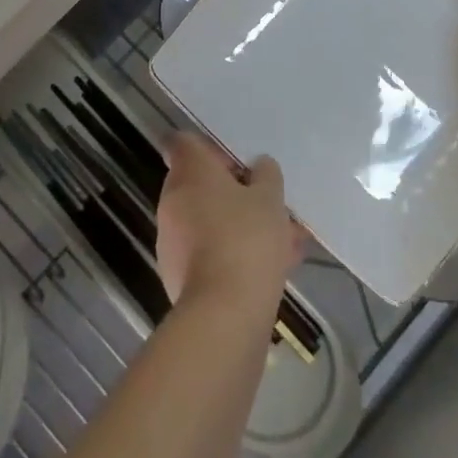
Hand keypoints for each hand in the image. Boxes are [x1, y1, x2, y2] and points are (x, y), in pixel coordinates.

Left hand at [155, 132, 301, 316]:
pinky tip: (274, 267)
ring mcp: (172, 240)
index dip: (209, 148)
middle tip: (269, 203)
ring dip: (239, 225)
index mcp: (189, 173)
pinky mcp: (178, 276)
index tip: (236, 163)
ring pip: (209, 221)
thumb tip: (259, 167)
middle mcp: (172, 201)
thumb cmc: (246, 239)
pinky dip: (234, 254)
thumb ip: (266, 176)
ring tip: (285, 240)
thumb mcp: (270, 198)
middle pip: (199, 185)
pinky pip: (210, 252)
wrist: (223, 314)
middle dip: (235, 193)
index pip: (184, 143)